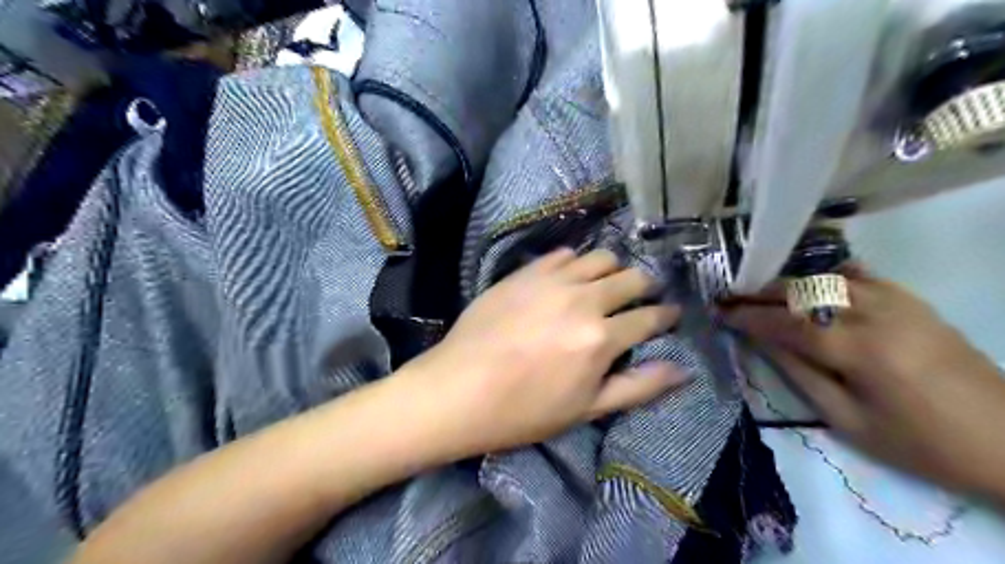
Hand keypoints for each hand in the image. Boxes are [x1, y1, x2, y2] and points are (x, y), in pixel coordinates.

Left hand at [402, 248, 691, 455]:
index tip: (671, 313)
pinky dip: (575, 263)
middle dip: (645, 286)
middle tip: (642, 295)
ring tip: (606, 283)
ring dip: (613, 269)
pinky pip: (562, 254)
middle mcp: (582, 299)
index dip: (666, 315)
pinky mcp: (525, 272)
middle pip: (631, 278)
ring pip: (600, 257)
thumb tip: (682, 370)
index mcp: (601, 338)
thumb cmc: (523, 410)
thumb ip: (638, 386)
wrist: (458, 389)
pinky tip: (569, 277)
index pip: (649, 317)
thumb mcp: (586, 409)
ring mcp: (552, 280)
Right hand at [724, 274, 1004, 496]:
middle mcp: (878, 315)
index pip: (787, 323)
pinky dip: (828, 275)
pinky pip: (862, 275)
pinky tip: (811, 281)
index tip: (719, 312)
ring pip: (828, 278)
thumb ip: (799, 374)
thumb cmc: (920, 444)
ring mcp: (900, 302)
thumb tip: (761, 342)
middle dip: (760, 293)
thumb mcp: (848, 420)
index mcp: (860, 351)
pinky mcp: (914, 301)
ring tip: (760, 291)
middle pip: (804, 292)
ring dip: (788, 283)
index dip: (748, 316)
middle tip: (729, 296)